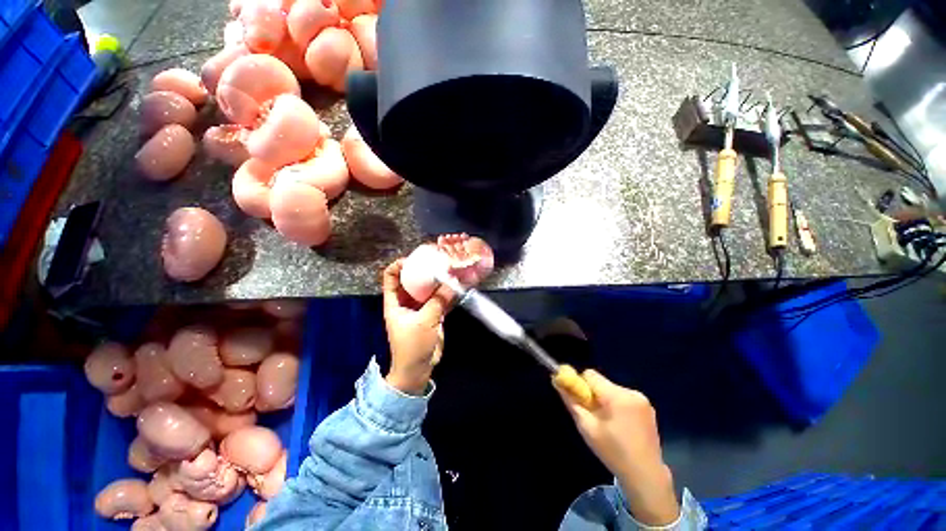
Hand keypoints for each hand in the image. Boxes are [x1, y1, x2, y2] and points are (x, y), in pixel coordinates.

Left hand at [382, 259, 453, 394]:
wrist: (418, 370)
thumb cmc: (413, 346)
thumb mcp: (425, 321)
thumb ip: (439, 301)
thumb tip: (453, 282)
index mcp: (394, 302)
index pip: (390, 276)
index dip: (399, 265)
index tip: (416, 258)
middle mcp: (406, 302)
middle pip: (411, 280)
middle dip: (423, 270)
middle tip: (438, 260)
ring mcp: (420, 308)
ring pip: (427, 289)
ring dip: (438, 281)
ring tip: (450, 269)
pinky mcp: (432, 315)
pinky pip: (439, 300)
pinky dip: (447, 294)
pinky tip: (458, 286)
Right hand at [555, 370, 679, 525]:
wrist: (646, 476)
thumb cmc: (613, 453)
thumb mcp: (587, 428)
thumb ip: (571, 402)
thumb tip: (558, 381)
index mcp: (617, 396)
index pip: (590, 375)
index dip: (580, 384)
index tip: (580, 401)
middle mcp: (632, 392)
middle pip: (601, 382)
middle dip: (593, 394)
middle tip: (593, 416)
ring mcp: (643, 400)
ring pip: (611, 389)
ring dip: (605, 400)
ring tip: (607, 424)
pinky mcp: (648, 407)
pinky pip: (623, 397)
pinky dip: (616, 405)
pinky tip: (620, 425)